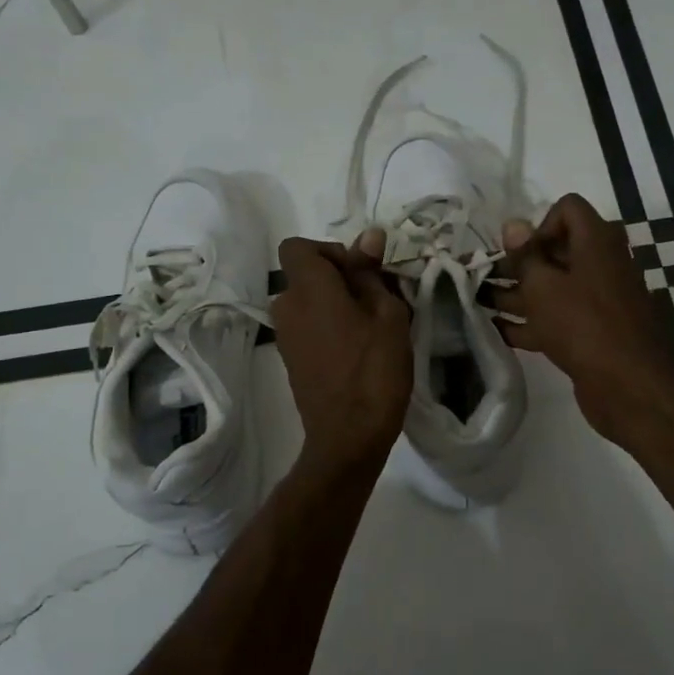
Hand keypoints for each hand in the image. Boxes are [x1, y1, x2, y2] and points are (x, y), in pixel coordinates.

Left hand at [273, 230, 412, 474]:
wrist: (348, 437)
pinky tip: (359, 350)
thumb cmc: (374, 371)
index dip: (330, 250)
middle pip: (306, 275)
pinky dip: (330, 327)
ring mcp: (285, 337)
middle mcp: (286, 307)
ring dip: (337, 305)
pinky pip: (309, 327)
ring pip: (309, 302)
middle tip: (378, 301)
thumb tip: (368, 236)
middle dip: (340, 279)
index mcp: (307, 289)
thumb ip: (371, 273)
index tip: (361, 272)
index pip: (297, 246)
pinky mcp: (292, 360)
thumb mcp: (388, 315)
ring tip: (373, 328)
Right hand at [492, 193, 673, 443]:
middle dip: (517, 264)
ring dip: (516, 294)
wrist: (630, 387)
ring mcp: (599, 301)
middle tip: (482, 276)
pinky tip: (497, 332)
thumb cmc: (583, 325)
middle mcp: (601, 265)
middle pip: (556, 252)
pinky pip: (558, 318)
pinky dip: (530, 322)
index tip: (519, 253)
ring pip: (553, 288)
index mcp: (597, 242)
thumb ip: (525, 255)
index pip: (568, 209)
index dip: (539, 224)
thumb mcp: (544, 287)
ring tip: (477, 302)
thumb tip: (513, 223)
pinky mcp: (593, 333)